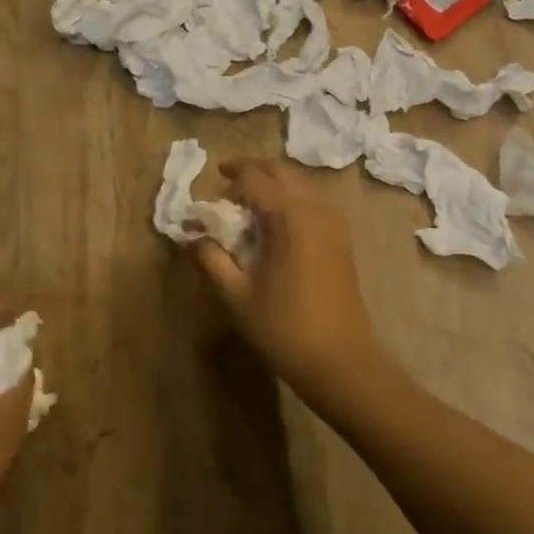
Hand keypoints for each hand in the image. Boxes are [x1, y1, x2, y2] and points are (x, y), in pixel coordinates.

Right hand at [186, 160, 383, 404]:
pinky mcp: (341, 238)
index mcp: (290, 215)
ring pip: (298, 184)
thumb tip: (192, 236)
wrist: (340, 362)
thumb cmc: (283, 327)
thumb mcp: (235, 294)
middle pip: (279, 171)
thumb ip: (210, 257)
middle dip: (249, 172)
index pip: (252, 179)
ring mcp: (333, 222)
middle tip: (224, 184)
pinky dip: (288, 200)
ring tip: (244, 206)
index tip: (206, 203)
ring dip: (270, 185)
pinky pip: (311, 202)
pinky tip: (272, 225)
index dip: (226, 184)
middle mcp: (315, 208)